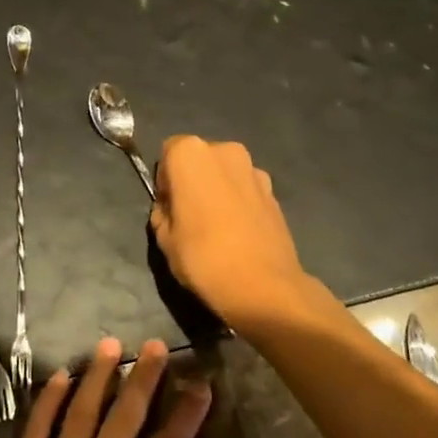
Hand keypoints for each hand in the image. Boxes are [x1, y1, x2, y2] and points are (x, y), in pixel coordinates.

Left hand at [0, 338, 210, 437]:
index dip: (186, 414)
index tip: (201, 383)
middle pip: (125, 418)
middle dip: (144, 379)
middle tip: (154, 345)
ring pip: (82, 412)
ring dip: (98, 376)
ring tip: (111, 345)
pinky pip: (38, 428)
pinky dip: (49, 399)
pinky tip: (59, 375)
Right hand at [149, 135, 315, 333]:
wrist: (264, 287)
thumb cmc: (203, 257)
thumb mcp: (164, 239)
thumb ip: (162, 213)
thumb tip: (170, 209)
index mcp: (191, 154)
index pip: (168, 152)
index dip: (165, 180)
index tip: (168, 207)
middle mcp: (225, 151)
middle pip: (200, 159)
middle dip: (193, 180)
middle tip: (189, 216)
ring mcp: (255, 170)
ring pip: (225, 173)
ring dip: (218, 190)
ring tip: (217, 228)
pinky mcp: (274, 192)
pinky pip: (246, 190)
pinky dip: (239, 203)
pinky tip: (238, 234)